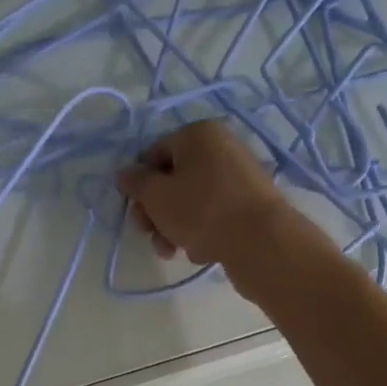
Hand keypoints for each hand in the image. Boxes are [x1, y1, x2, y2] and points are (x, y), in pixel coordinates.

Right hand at [115, 119, 293, 267]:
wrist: (262, 241)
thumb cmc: (202, 211)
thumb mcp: (157, 196)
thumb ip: (136, 182)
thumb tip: (124, 172)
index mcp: (198, 134)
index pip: (153, 153)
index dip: (139, 185)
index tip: (136, 212)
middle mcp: (221, 146)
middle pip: (173, 179)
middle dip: (157, 212)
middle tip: (151, 236)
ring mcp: (240, 175)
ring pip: (193, 200)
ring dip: (176, 227)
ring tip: (174, 251)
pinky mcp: (251, 202)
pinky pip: (215, 213)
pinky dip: (203, 230)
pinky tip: (202, 251)